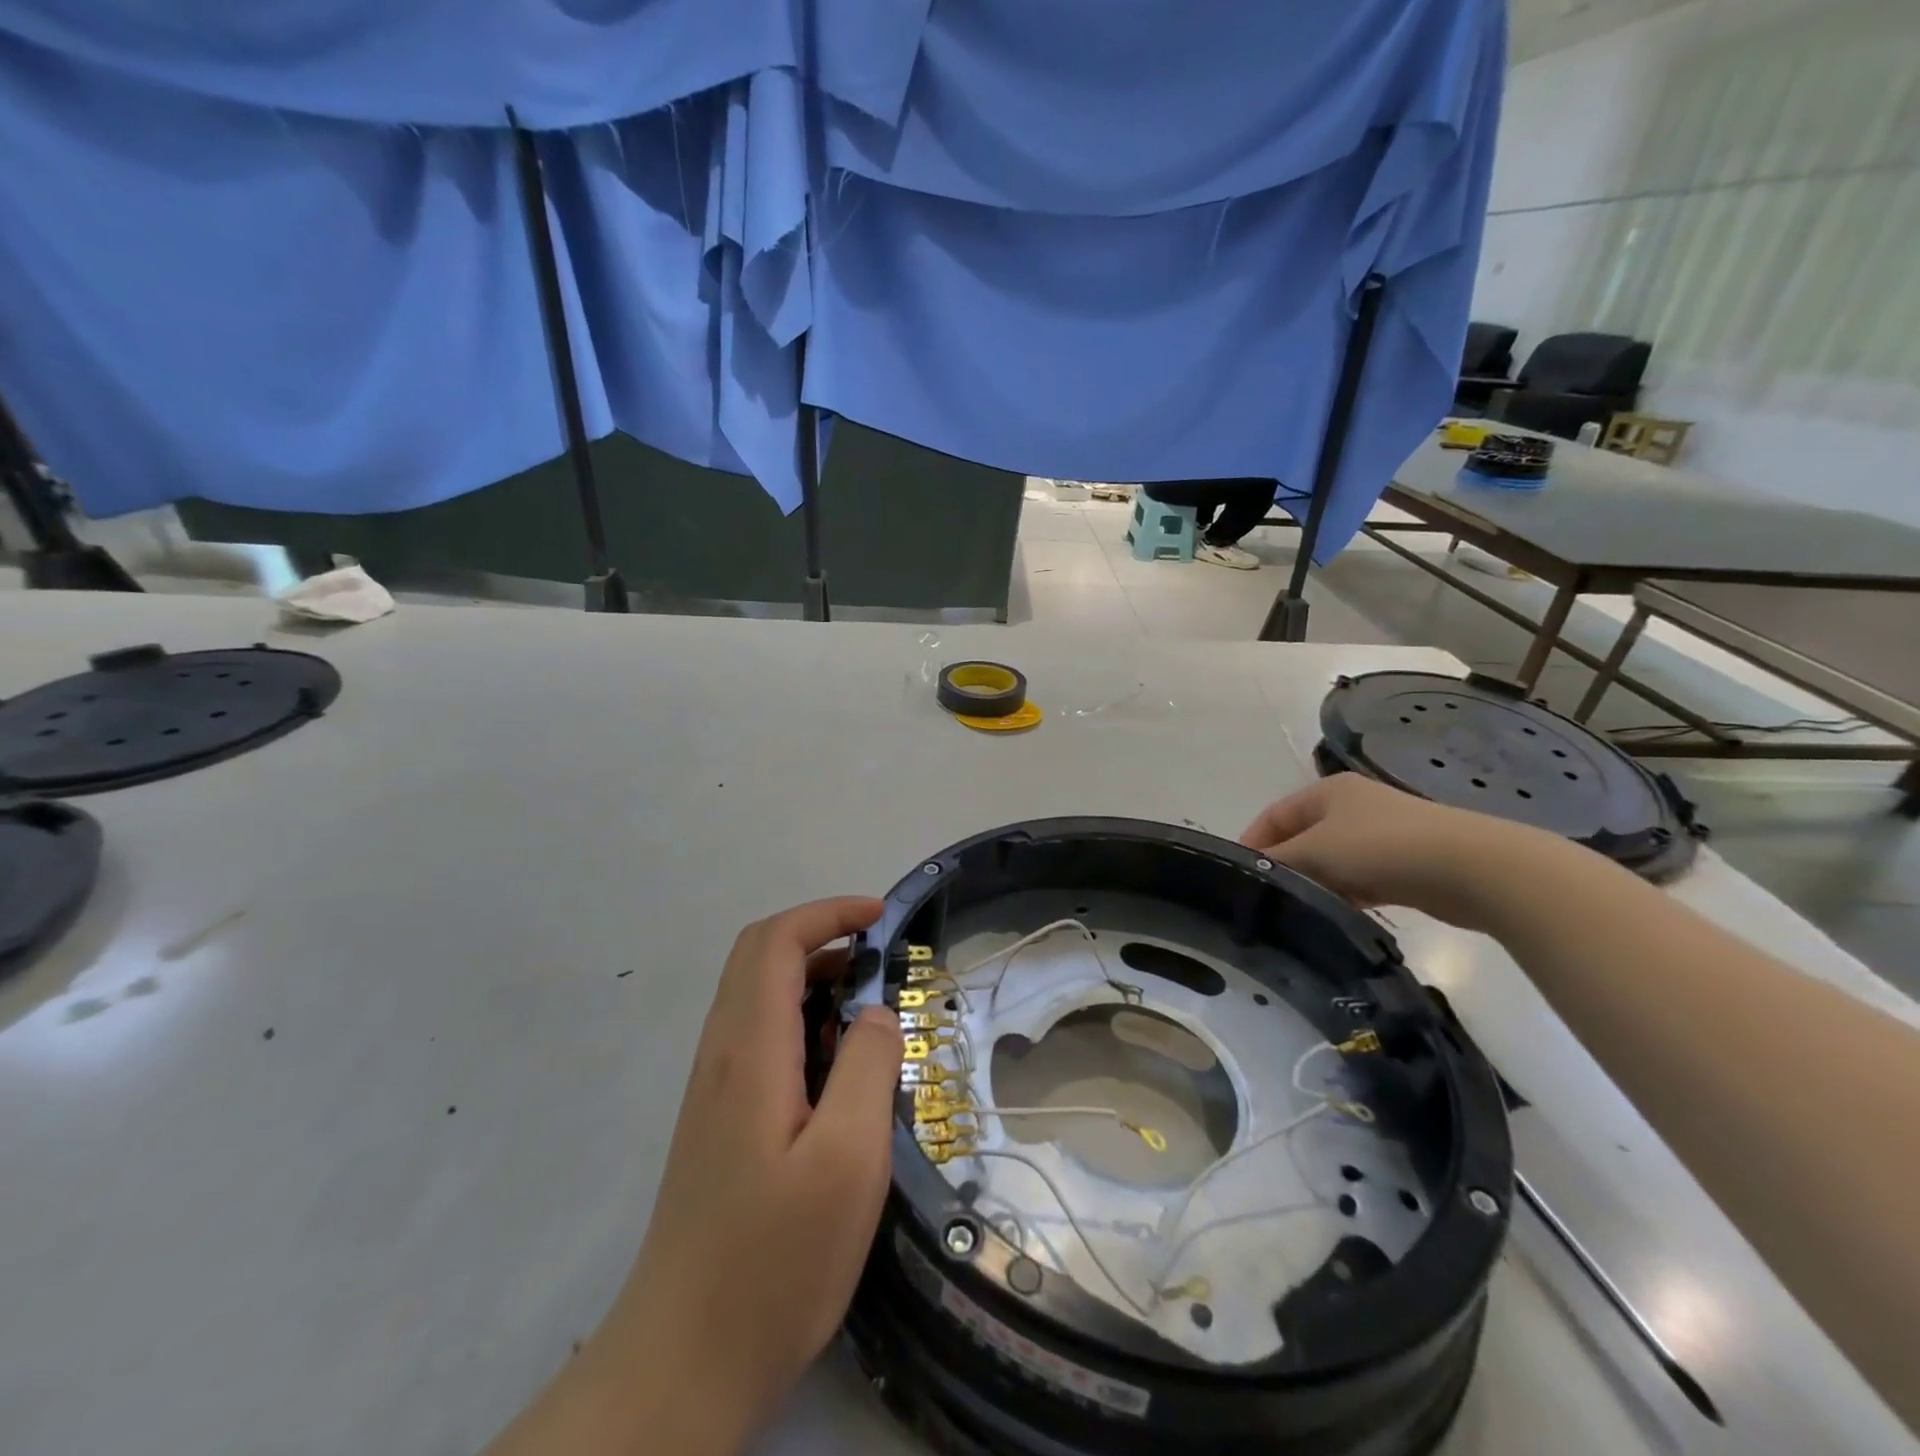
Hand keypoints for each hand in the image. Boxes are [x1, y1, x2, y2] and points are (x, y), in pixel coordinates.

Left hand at [486, 897, 901, 1455]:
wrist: (681, 1364)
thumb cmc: (773, 1262)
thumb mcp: (848, 1162)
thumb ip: (868, 1069)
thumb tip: (876, 1013)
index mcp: (749, 1050)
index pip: (776, 942)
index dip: (827, 913)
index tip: (881, 918)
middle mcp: (721, 1054)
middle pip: (759, 957)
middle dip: (822, 936)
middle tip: (882, 960)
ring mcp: (713, 1088)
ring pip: (758, 995)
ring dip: (814, 979)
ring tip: (872, 1013)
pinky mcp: (718, 1119)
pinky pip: (759, 1036)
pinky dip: (803, 1020)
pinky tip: (838, 1068)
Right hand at [1240, 775, 1520, 923]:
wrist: (1470, 868)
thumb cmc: (1380, 846)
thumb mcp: (1316, 850)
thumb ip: (1278, 860)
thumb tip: (1250, 872)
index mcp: (1327, 791)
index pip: (1275, 814)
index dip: (1253, 841)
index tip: (1238, 876)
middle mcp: (1352, 807)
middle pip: (1302, 837)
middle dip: (1284, 865)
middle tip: (1266, 898)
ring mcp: (1380, 836)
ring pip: (1331, 861)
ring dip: (1315, 882)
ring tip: (1297, 911)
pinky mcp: (1403, 865)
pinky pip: (1359, 879)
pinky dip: (1344, 893)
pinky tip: (1336, 914)